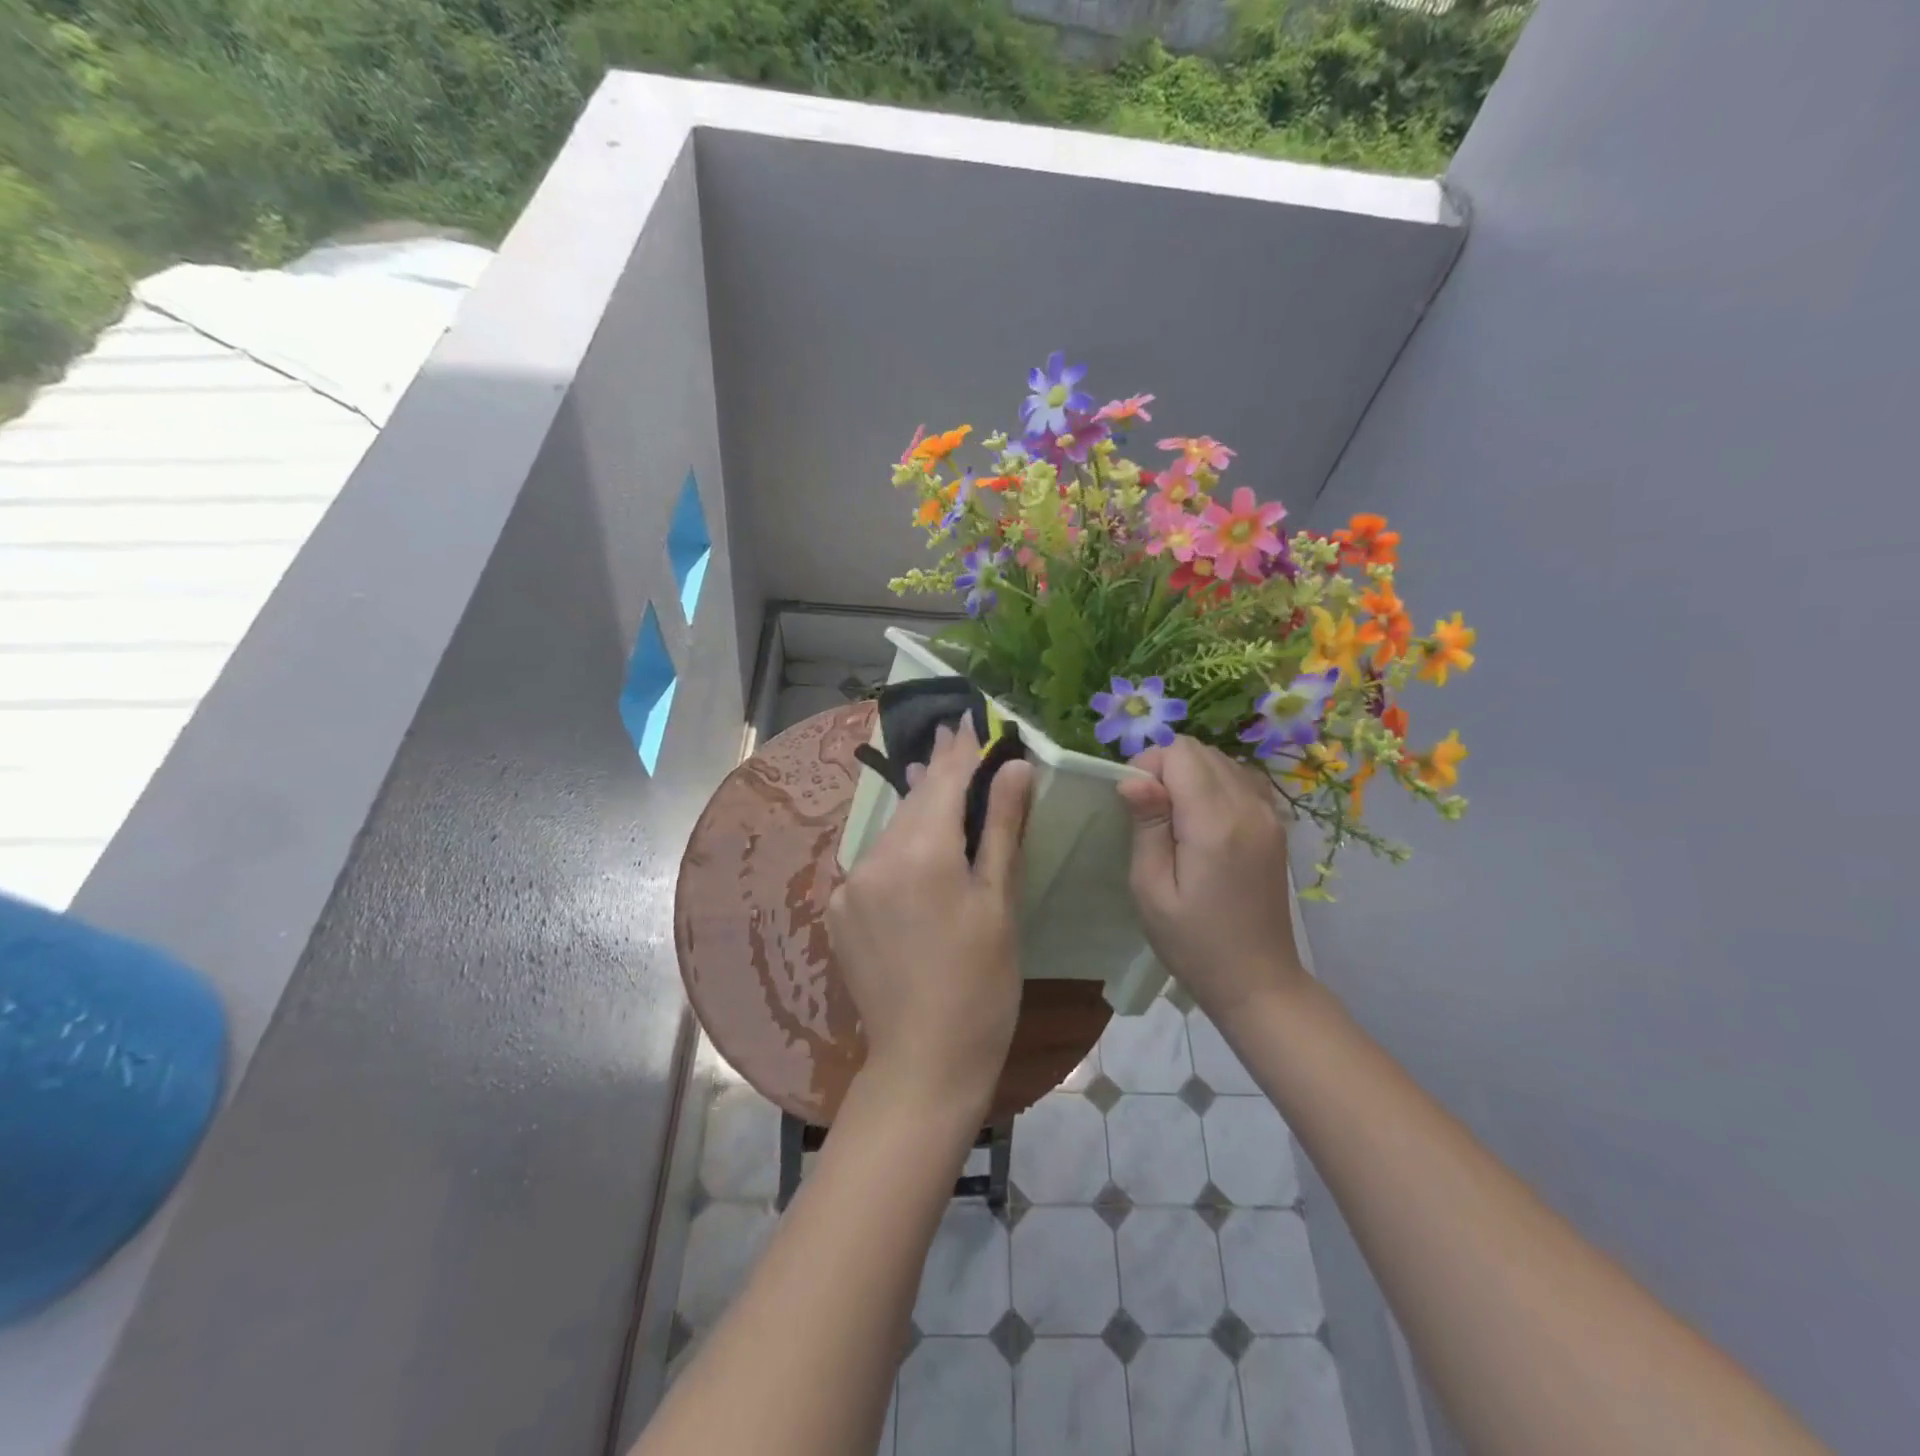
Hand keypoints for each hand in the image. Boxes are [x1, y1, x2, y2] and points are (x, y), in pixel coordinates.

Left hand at [829, 719, 1034, 1115]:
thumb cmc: (982, 985)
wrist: (924, 1062)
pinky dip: (897, 848)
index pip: (944, 784)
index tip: (967, 720)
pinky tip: (915, 851)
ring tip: (936, 782)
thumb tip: (1014, 767)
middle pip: (914, 803)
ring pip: (892, 832)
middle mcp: (876, 859)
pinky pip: (874, 863)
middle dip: (937, 772)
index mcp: (922, 854)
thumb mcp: (1000, 903)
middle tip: (953, 737)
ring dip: (917, 811)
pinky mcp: (838, 910)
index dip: (960, 751)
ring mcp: (850, 885)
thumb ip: (1002, 828)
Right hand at [1116, 736, 1308, 1020]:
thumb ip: (1147, 826)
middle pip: (1201, 750)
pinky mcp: (1275, 824)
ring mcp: (1269, 814)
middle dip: (1167, 767)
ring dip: (1190, 774)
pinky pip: (1241, 778)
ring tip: (1174, 818)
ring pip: (1221, 760)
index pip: (1180, 753)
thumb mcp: (1152, 889)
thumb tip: (1134, 778)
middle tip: (1150, 814)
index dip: (1149, 766)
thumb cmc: (1193, 942)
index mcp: (1216, 823)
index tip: (1134, 804)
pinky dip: (1215, 783)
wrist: (1257, 980)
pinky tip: (1203, 818)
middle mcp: (1249, 806)